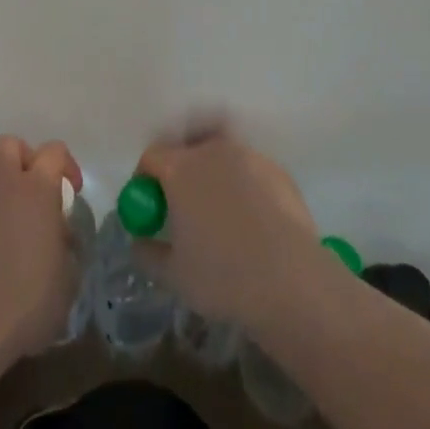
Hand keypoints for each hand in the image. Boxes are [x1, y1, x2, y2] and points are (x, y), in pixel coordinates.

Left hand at [0, 135, 84, 360]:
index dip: (66, 165)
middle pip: (11, 145)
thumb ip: (66, 243)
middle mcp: (5, 187)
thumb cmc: (33, 295)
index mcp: (38, 188)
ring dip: (10, 198)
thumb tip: (60, 236)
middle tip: (40, 193)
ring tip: (24, 239)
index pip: (54, 150)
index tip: (72, 193)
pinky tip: (5, 261)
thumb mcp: (69, 273)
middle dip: (26, 160)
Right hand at [133, 126, 327, 332]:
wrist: (291, 280)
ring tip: (220, 209)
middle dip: (179, 169)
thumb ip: (147, 254)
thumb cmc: (222, 276)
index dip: (145, 178)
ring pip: (220, 154)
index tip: (151, 204)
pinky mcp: (276, 169)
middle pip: (187, 148)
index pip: (152, 156)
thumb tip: (139, 242)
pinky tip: (253, 219)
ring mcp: (248, 155)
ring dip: (213, 172)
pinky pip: (249, 169)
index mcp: (181, 168)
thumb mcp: (173, 275)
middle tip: (183, 203)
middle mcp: (212, 151)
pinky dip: (243, 184)